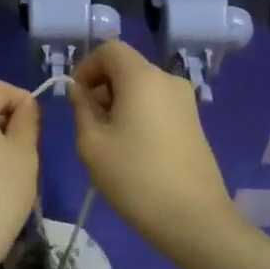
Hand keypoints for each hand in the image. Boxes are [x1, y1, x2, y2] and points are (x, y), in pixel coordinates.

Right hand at [68, 40, 234, 248]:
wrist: (194, 219)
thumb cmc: (135, 177)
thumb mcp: (92, 143)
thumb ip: (81, 108)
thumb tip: (80, 90)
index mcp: (142, 77)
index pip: (110, 49)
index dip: (86, 66)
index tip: (75, 97)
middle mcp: (167, 80)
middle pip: (126, 67)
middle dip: (101, 86)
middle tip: (87, 123)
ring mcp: (185, 102)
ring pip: (142, 87)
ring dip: (119, 102)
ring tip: (107, 141)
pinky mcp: (193, 122)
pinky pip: (157, 104)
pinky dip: (138, 114)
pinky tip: (132, 150)